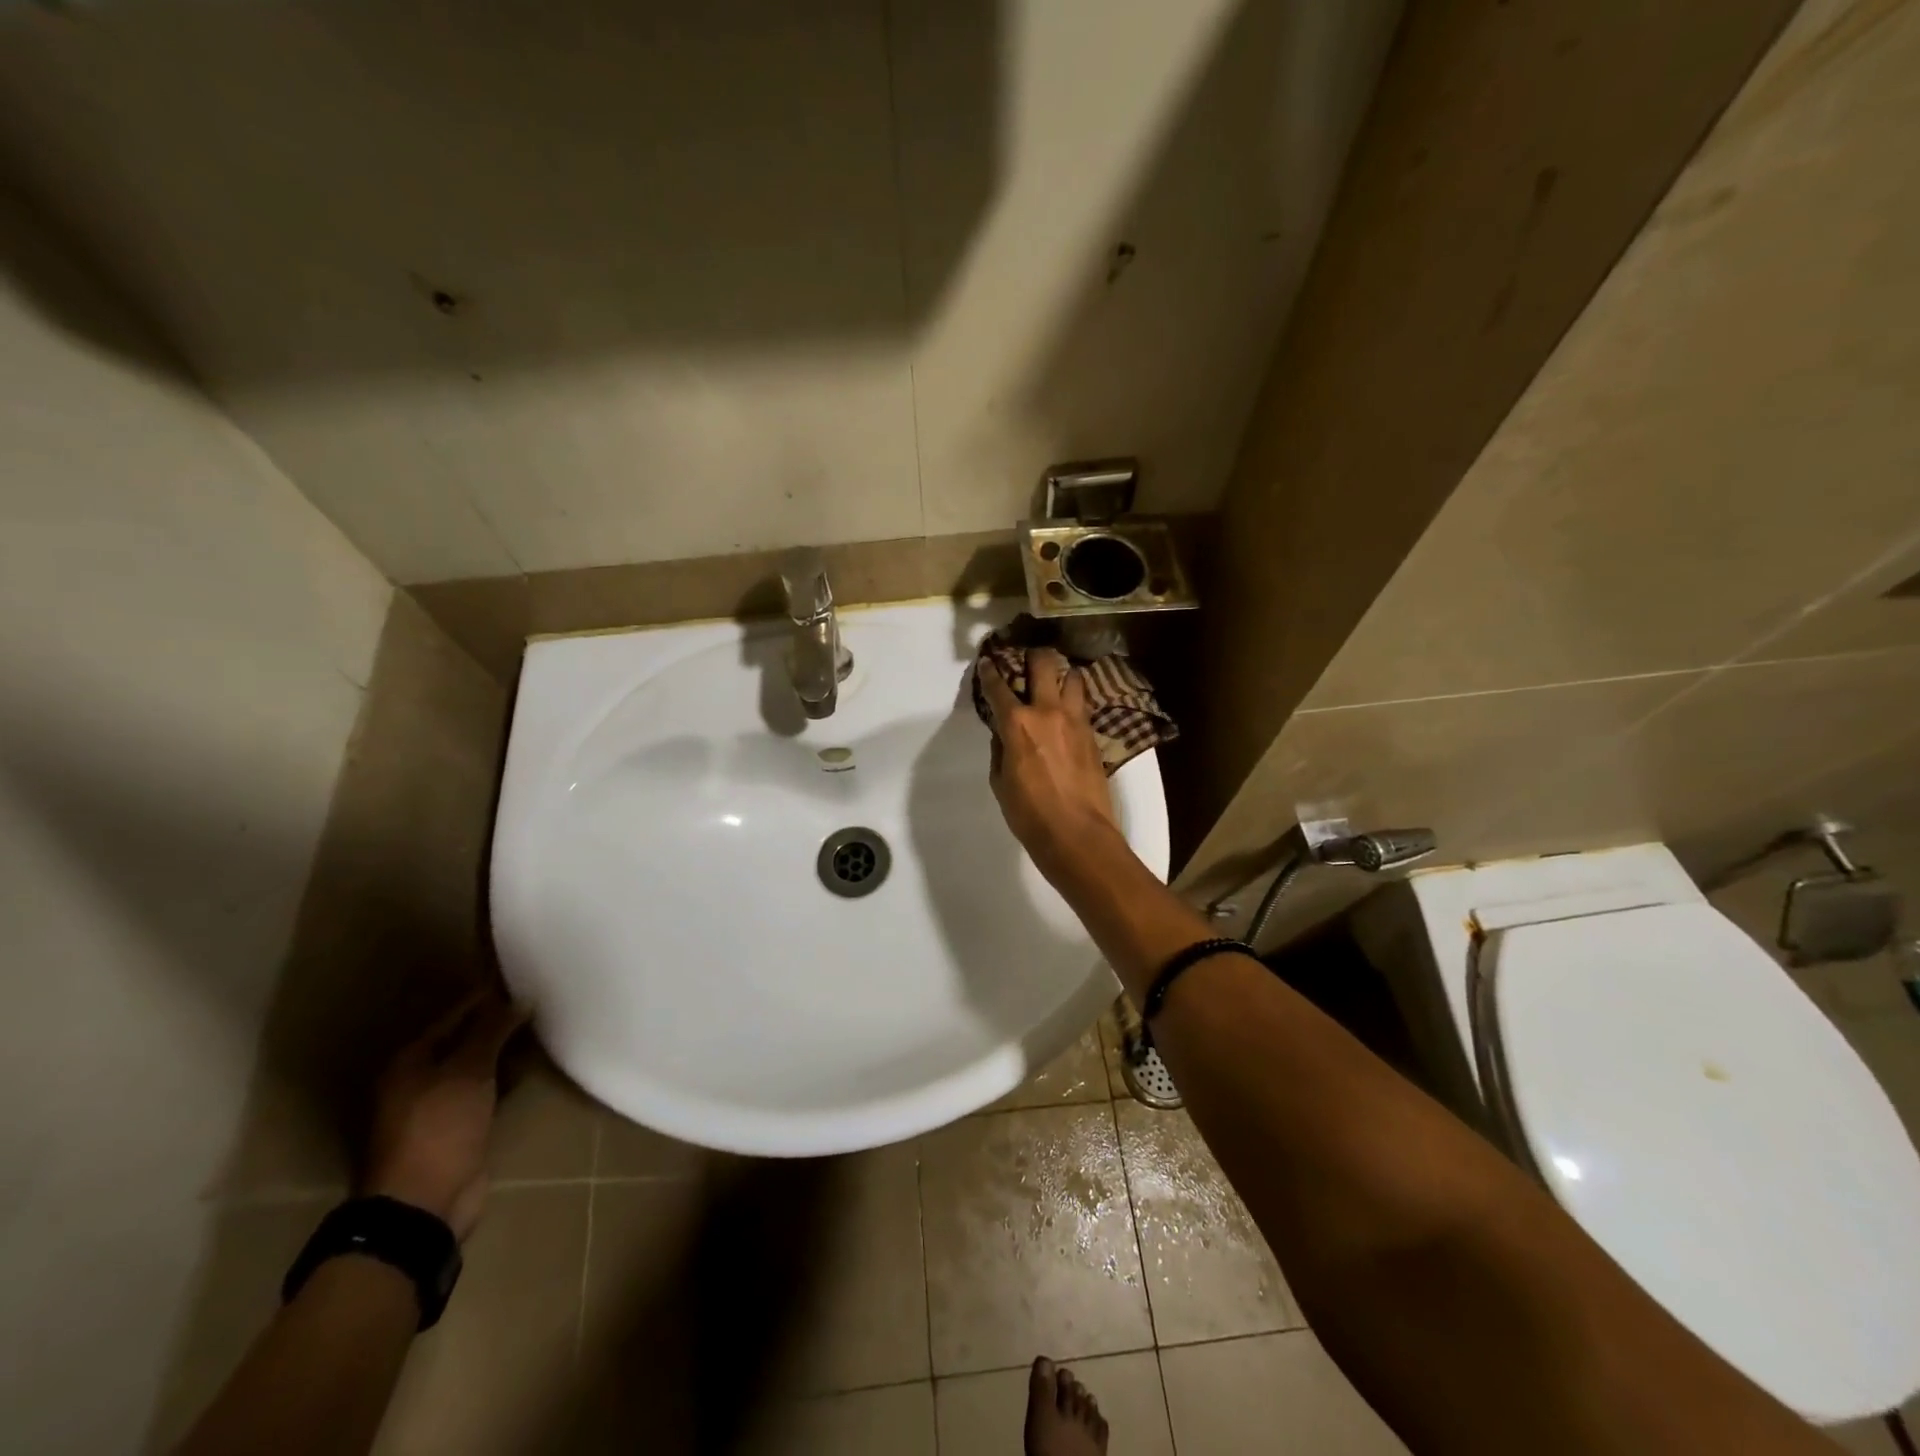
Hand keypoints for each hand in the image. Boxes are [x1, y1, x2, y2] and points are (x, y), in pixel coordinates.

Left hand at [362, 991, 527, 1240]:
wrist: (425, 1203)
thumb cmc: (440, 1127)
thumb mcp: (468, 1071)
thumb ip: (492, 1032)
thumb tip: (519, 1000)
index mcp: (410, 1062)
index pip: (454, 1016)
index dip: (486, 999)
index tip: (521, 982)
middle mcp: (418, 1081)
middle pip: (464, 1041)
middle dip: (498, 1025)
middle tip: (537, 1006)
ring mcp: (438, 1107)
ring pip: (477, 1066)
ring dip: (504, 1052)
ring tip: (540, 1032)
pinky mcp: (458, 1128)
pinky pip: (485, 1091)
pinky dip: (505, 1079)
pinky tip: (528, 1070)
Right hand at [978, 647, 1122, 881]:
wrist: (1077, 834)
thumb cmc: (1029, 814)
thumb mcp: (1000, 782)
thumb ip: (1001, 750)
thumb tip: (1004, 735)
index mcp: (1017, 724)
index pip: (998, 687)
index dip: (990, 671)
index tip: (987, 662)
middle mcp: (1048, 712)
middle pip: (1044, 665)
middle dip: (1034, 655)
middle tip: (1028, 658)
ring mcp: (1076, 720)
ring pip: (1074, 678)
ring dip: (1063, 675)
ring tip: (1057, 680)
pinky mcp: (1093, 734)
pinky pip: (1084, 705)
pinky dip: (1075, 701)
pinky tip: (1070, 709)